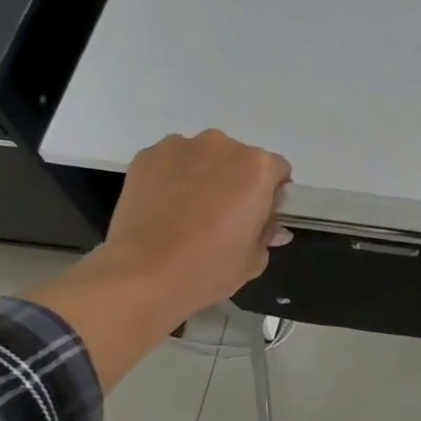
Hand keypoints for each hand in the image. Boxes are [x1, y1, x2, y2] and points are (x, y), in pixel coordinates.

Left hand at [102, 130, 292, 323]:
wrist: (142, 274)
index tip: (255, 218)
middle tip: (220, 217)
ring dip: (202, 175)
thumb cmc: (209, 268)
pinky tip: (163, 208)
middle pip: (238, 159)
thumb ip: (267, 233)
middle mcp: (222, 146)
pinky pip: (170, 162)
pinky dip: (171, 178)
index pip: (277, 171)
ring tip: (186, 213)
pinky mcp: (146, 156)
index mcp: (258, 167)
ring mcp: (180, 146)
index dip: (269, 195)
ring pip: (202, 157)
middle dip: (235, 181)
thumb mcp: (254, 259)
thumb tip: (270, 225)